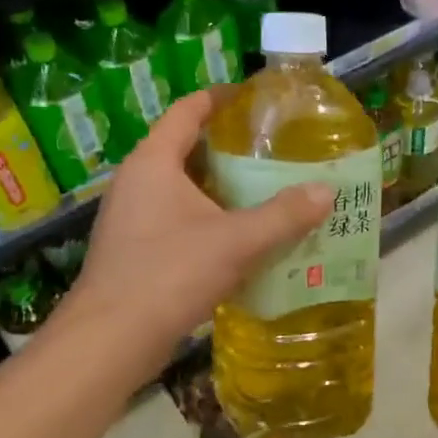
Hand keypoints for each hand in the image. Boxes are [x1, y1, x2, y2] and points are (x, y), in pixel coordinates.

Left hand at [65, 90, 331, 375]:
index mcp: (153, 162)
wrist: (112, 339)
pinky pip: (178, 221)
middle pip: (187, 150)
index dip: (220, 99)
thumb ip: (284, 215)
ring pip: (184, 190)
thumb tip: (326, 192)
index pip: (187, 111)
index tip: (255, 98)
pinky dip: (210, 221)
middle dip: (230, 150)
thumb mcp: (237, 241)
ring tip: (267, 193)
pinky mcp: (135, 252)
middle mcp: (137, 182)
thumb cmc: (170, 273)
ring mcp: (132, 219)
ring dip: (222, 190)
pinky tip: (242, 240)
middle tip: (275, 153)